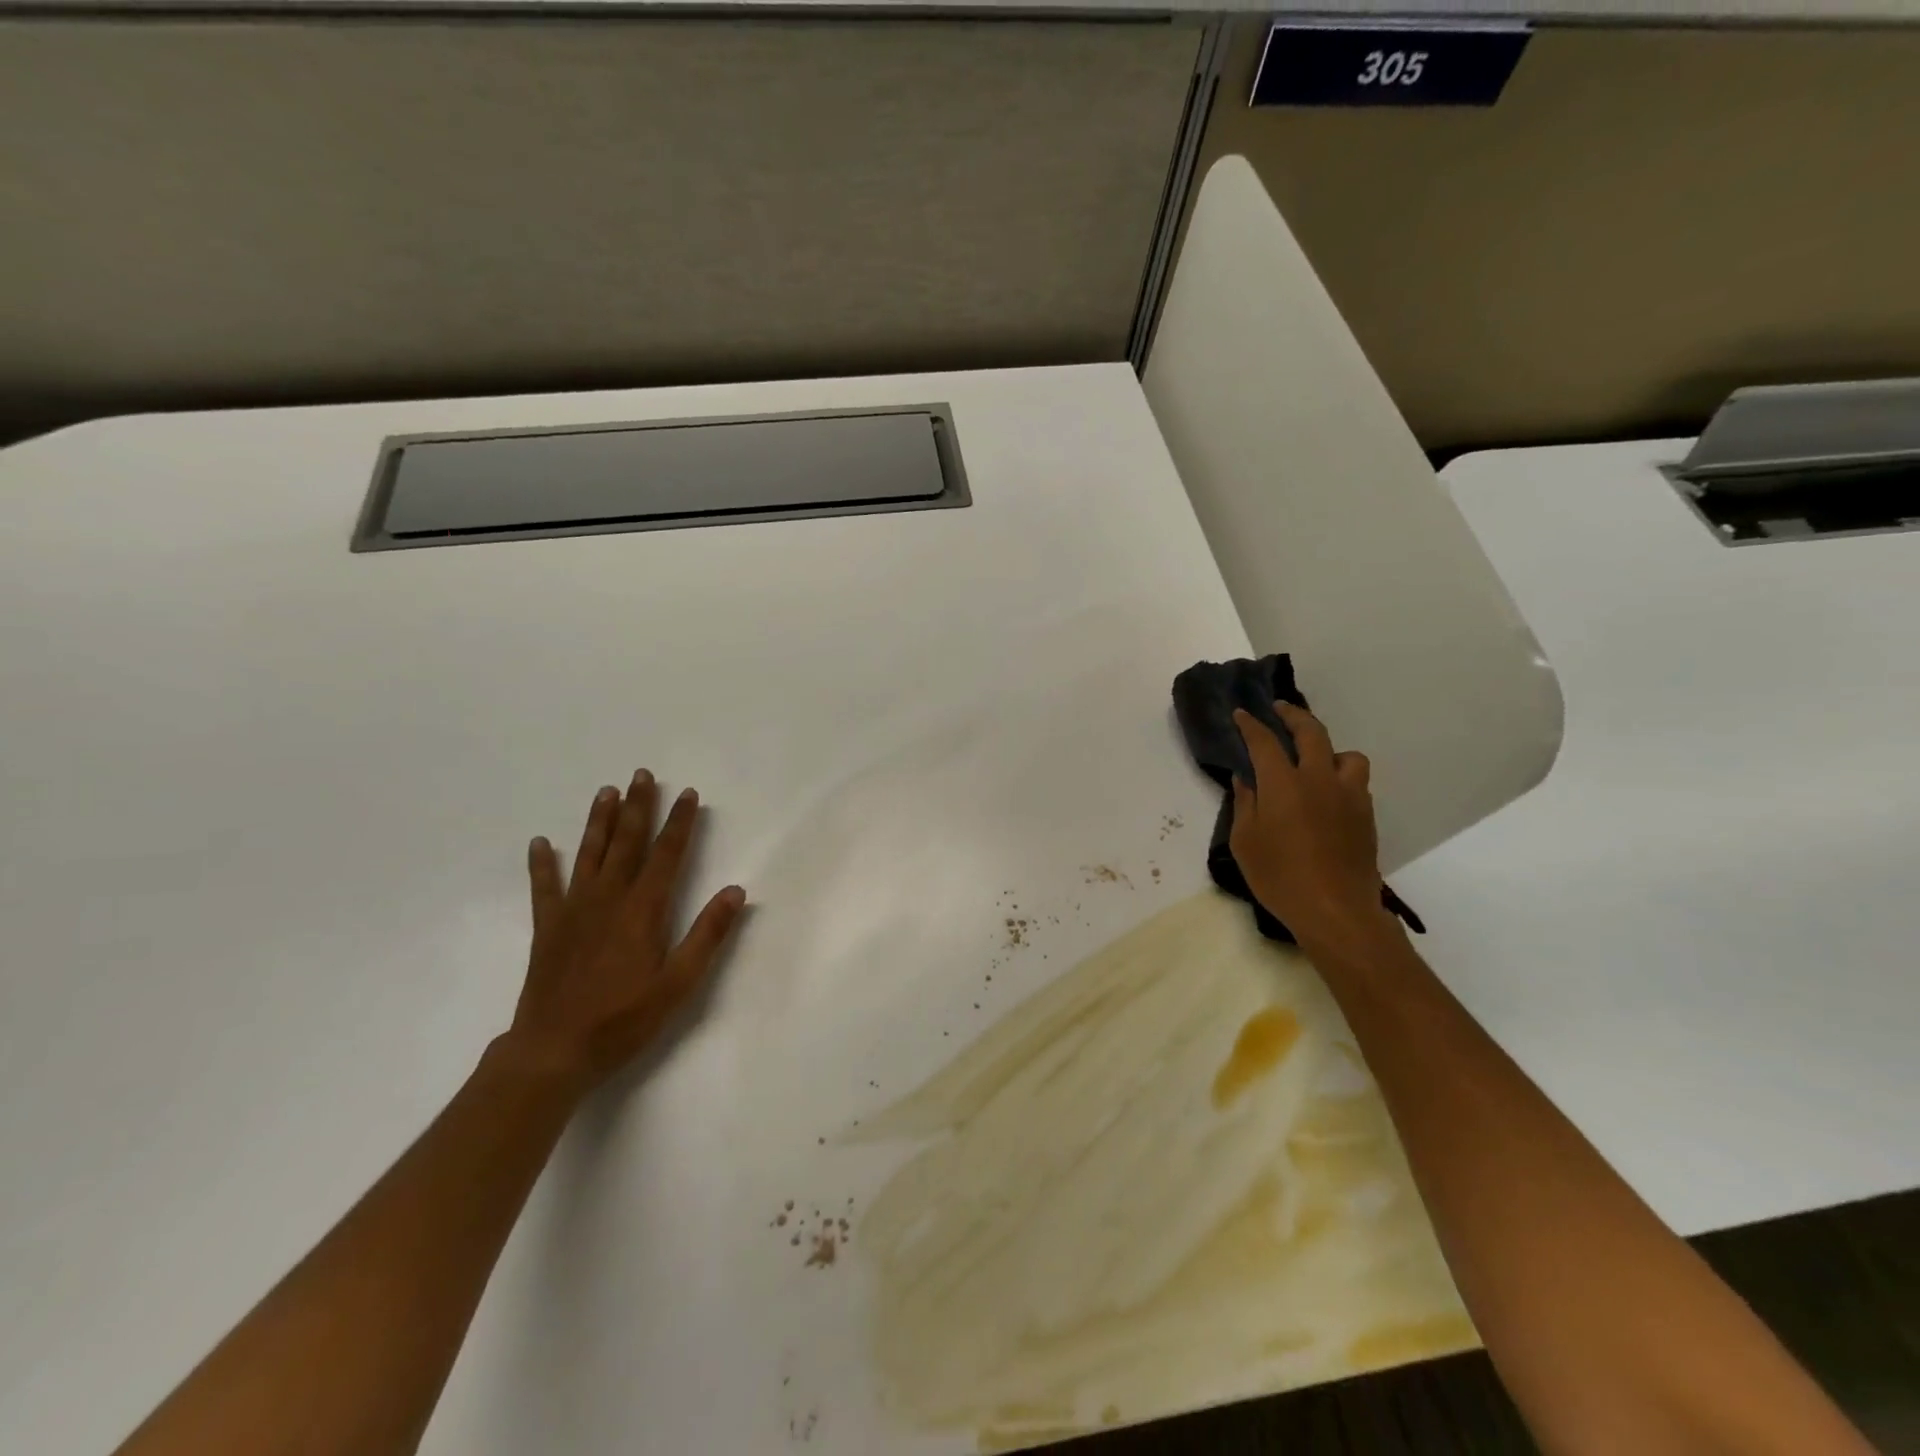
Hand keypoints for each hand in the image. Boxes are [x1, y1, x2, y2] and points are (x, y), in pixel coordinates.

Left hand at [503, 772, 745, 1095]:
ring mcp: (573, 911)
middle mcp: (608, 899)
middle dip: (638, 807)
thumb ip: (707, 934)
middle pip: (626, 843)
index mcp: (643, 910)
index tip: (688, 794)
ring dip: (599, 821)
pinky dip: (542, 864)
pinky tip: (540, 843)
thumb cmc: (624, 1020)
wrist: (554, 1051)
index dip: (680, 823)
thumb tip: (736, 890)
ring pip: (589, 854)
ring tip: (606, 791)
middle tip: (642, 774)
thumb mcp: (679, 984)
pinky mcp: (548, 928)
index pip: (667, 854)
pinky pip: (544, 887)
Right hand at [1229, 702, 1398, 956]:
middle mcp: (1319, 780)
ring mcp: (1349, 796)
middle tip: (1280, 709)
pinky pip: (1356, 782)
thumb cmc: (1279, 877)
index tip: (1242, 713)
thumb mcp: (1245, 842)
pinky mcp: (1366, 816)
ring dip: (1329, 749)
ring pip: (1347, 755)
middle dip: (1293, 715)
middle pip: (1311, 732)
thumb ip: (1245, 804)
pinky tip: (1328, 794)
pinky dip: (1341, 777)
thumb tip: (1247, 780)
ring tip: (1316, 759)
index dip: (1251, 724)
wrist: (1335, 910)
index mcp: (1284, 784)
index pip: (1264, 742)